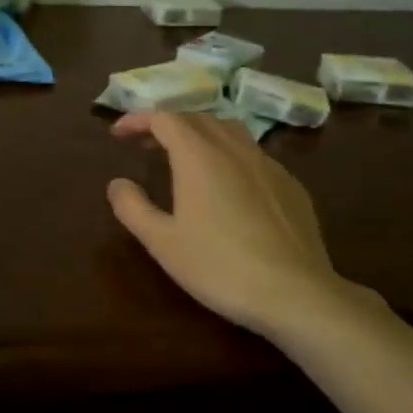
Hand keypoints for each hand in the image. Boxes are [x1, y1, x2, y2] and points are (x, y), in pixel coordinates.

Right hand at [107, 111, 353, 334]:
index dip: (138, 120)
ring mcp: (268, 164)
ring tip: (186, 156)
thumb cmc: (219, 266)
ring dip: (201, 134)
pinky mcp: (291, 185)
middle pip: (197, 118)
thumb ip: (133, 208)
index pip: (164, 118)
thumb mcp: (163, 242)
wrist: (295, 293)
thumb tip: (117, 183)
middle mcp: (234, 149)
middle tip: (146, 144)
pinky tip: (229, 186)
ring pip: (230, 130)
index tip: (118, 134)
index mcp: (199, 156)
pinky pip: (254, 155)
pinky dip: (230, 155)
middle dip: (168, 124)